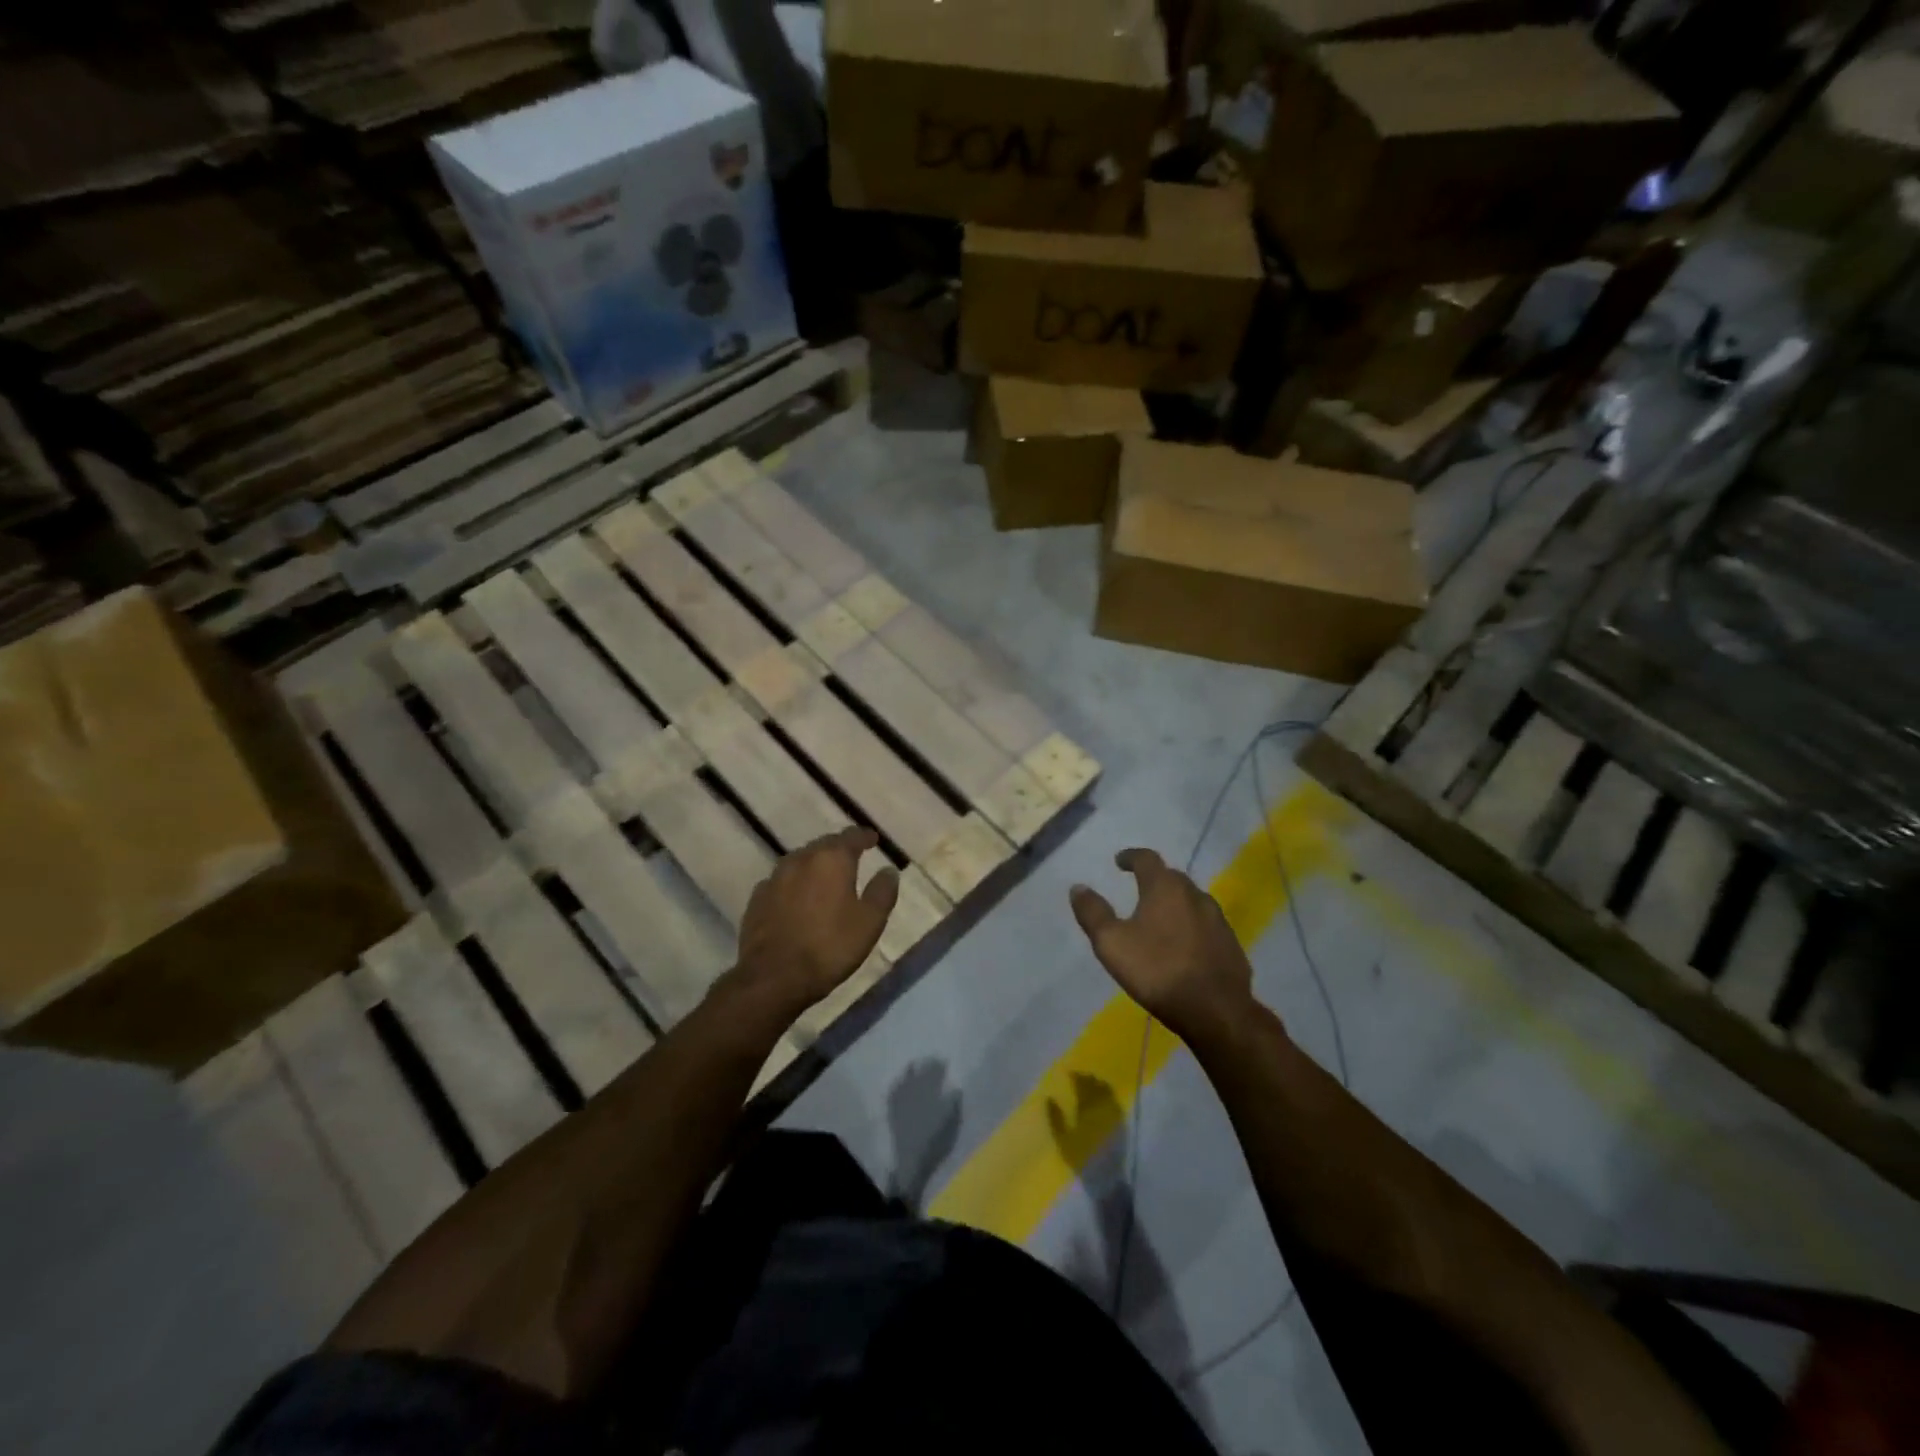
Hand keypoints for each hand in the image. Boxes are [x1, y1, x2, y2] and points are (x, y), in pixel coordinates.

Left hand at [727, 827, 898, 1020]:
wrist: (773, 977)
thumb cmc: (830, 947)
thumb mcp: (869, 922)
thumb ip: (882, 892)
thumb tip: (889, 870)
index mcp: (831, 859)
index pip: (851, 836)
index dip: (864, 836)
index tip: (873, 839)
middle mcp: (801, 859)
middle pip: (823, 845)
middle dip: (838, 849)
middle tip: (851, 858)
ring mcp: (774, 878)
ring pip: (800, 861)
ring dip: (815, 865)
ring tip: (825, 877)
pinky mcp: (757, 899)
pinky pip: (781, 881)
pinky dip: (794, 884)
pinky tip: (797, 898)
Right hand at [1070, 849, 1258, 1046]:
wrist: (1215, 1010)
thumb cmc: (1157, 970)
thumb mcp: (1111, 943)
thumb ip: (1093, 913)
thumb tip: (1078, 887)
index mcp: (1165, 888)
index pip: (1147, 859)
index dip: (1131, 857)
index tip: (1120, 861)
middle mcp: (1195, 895)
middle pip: (1172, 878)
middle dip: (1154, 879)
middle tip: (1139, 889)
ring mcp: (1218, 920)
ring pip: (1192, 901)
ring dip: (1175, 903)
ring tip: (1161, 917)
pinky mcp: (1231, 944)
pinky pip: (1206, 926)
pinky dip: (1192, 927)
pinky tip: (1184, 945)